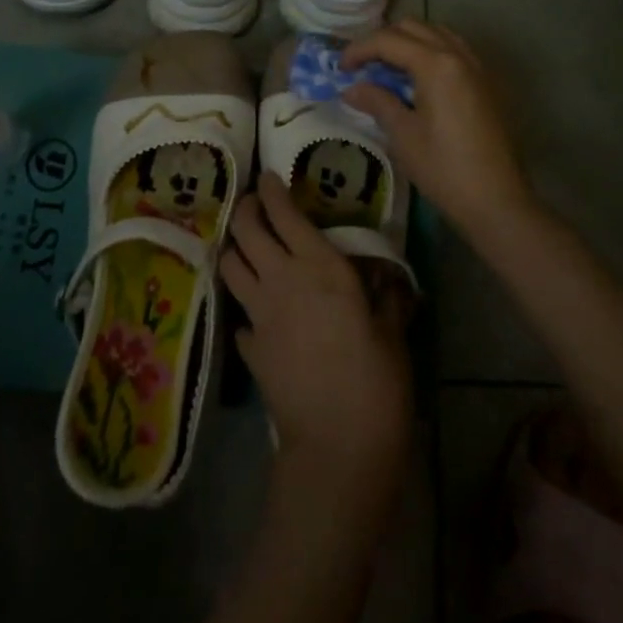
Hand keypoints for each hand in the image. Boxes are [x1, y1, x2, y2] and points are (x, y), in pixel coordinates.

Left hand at [219, 173, 410, 496]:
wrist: (336, 446)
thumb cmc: (376, 382)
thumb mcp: (392, 331)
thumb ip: (387, 296)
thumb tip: (388, 277)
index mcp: (319, 266)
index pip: (284, 213)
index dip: (272, 190)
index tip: (269, 176)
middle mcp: (281, 279)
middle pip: (246, 230)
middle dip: (246, 208)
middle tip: (256, 203)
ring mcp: (259, 313)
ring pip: (229, 264)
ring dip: (234, 247)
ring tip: (246, 245)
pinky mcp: (248, 347)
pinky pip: (239, 313)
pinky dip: (245, 303)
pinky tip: (260, 310)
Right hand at [342, 19, 535, 237]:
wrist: (496, 200)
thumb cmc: (444, 168)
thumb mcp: (403, 135)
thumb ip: (377, 102)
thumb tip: (352, 89)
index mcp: (436, 64)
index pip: (389, 40)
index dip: (359, 49)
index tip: (340, 69)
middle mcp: (458, 55)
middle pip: (413, 28)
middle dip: (382, 40)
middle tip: (362, 66)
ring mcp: (476, 67)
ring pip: (436, 34)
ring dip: (408, 42)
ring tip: (387, 69)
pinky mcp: (485, 83)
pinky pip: (453, 50)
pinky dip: (429, 52)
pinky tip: (417, 80)